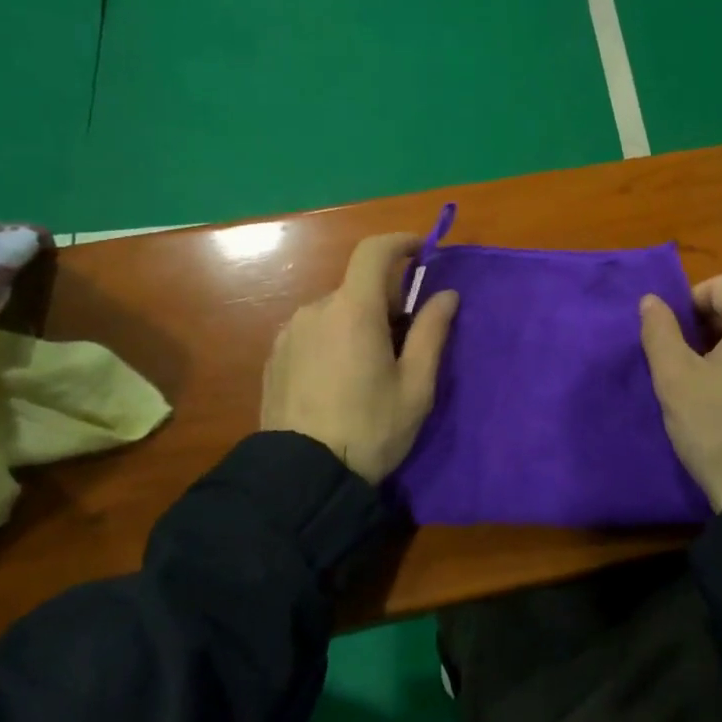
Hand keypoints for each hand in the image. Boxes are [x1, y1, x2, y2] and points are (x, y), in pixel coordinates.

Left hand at [260, 232, 459, 482]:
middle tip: (405, 341)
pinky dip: (333, 339)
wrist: (302, 478)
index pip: (373, 252)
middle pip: (357, 287)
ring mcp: (289, 333)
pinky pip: (312, 332)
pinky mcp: (275, 356)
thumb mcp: (416, 386)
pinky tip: (339, 381)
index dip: (399, 242)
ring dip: (357, 322)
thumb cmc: (371, 430)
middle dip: (385, 301)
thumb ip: (432, 332)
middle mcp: (315, 310)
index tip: (421, 251)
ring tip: (369, 369)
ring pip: (334, 311)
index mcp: (353, 311)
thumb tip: (446, 294)